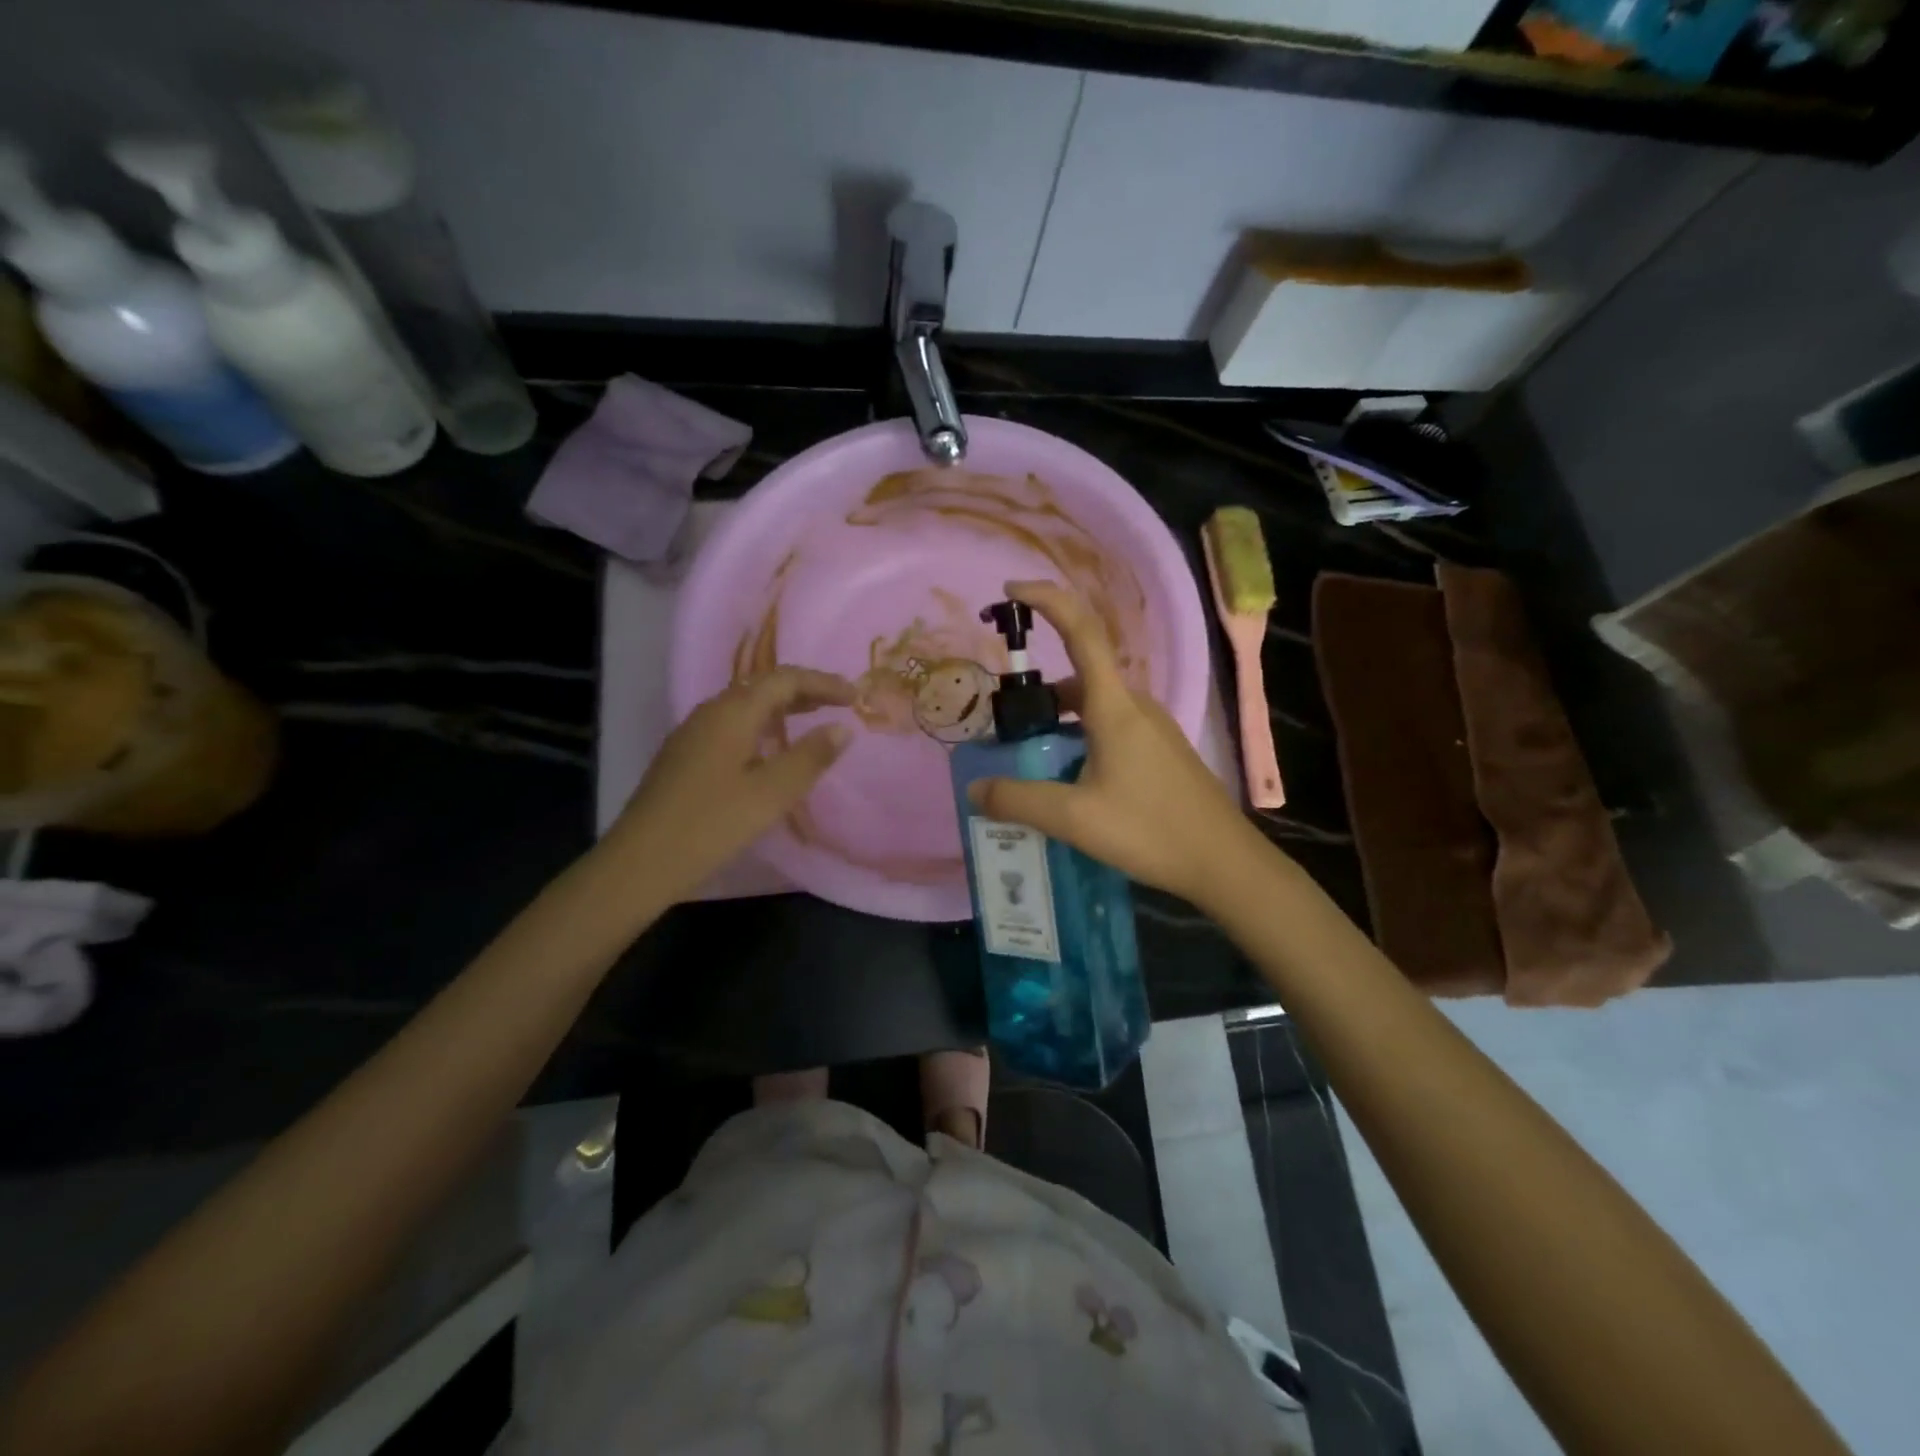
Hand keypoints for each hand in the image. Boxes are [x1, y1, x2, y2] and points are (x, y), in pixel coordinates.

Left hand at [612, 666, 856, 902]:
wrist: (640, 863)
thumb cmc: (711, 824)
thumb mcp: (771, 794)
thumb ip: (810, 758)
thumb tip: (842, 728)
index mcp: (732, 712)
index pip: (785, 679)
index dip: (823, 682)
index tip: (855, 696)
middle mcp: (710, 712)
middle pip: (763, 686)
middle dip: (804, 690)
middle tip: (839, 703)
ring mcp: (693, 733)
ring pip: (745, 705)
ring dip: (783, 706)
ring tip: (812, 719)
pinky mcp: (685, 756)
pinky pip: (732, 724)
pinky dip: (762, 725)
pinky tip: (770, 749)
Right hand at [967, 580, 1267, 906]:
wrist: (1224, 863)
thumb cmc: (1151, 831)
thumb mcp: (1075, 819)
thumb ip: (1019, 801)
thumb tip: (976, 788)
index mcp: (1115, 706)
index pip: (1081, 632)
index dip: (1047, 601)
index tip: (1011, 592)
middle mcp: (1135, 706)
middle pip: (1079, 677)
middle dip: (1038, 695)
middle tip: (1006, 729)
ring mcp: (1153, 728)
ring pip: (1094, 708)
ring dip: (1059, 722)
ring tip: (1030, 764)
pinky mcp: (1161, 752)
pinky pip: (1110, 729)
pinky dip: (1080, 740)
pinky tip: (1070, 783)